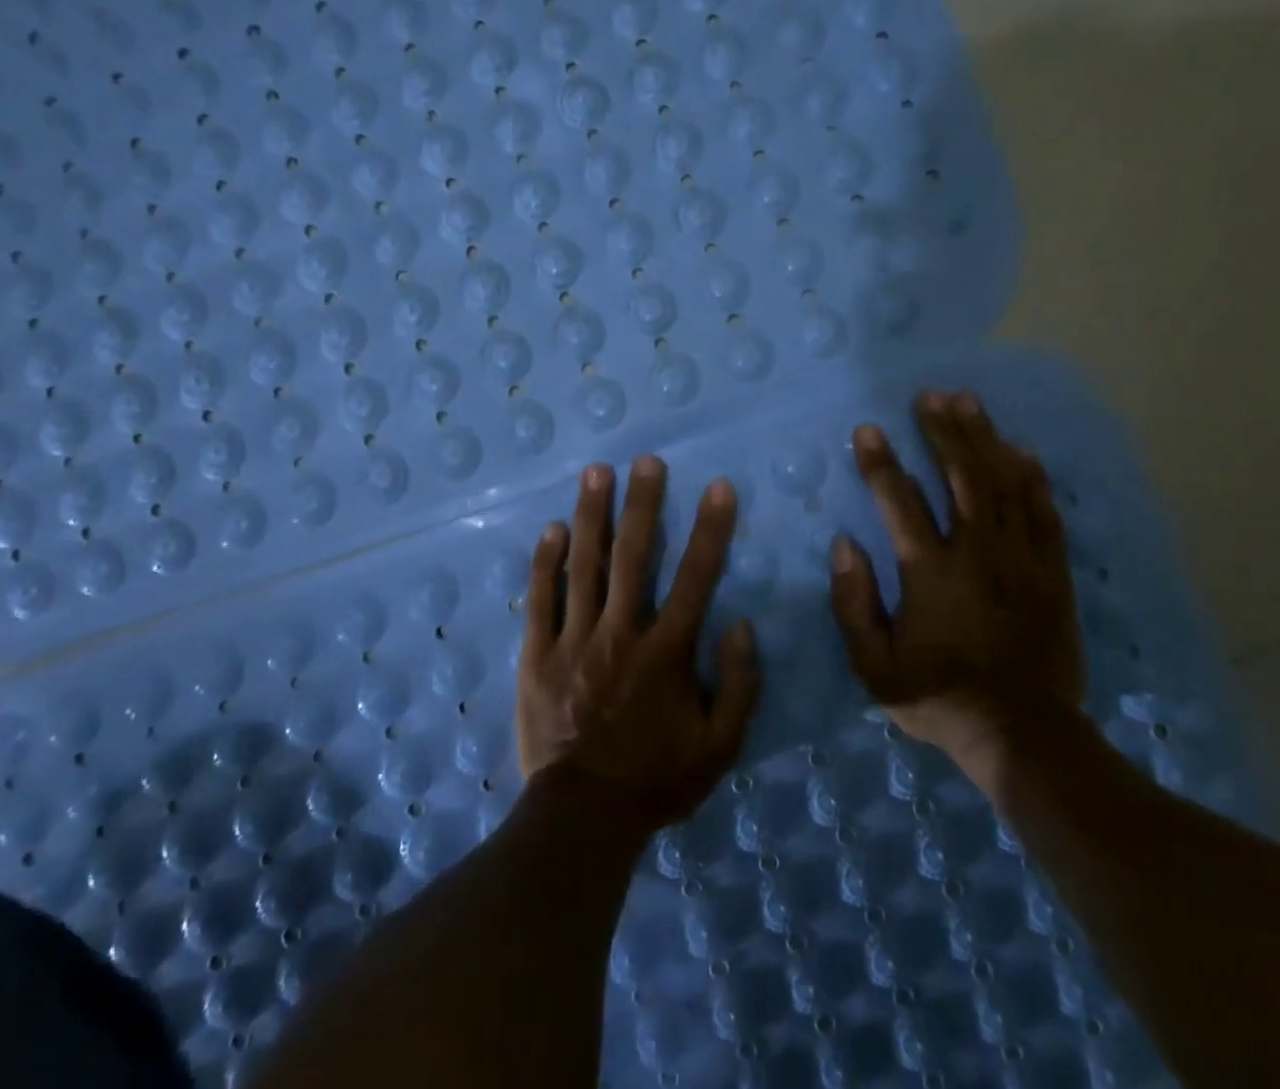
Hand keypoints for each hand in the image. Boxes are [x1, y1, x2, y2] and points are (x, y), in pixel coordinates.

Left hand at [516, 457, 761, 838]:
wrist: (582, 819)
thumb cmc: (656, 780)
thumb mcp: (719, 748)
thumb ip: (739, 686)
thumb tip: (742, 624)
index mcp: (665, 653)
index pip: (695, 578)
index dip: (709, 529)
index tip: (717, 487)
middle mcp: (620, 634)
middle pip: (633, 557)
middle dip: (642, 505)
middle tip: (646, 460)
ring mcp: (573, 641)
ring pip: (584, 567)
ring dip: (591, 515)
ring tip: (596, 471)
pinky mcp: (537, 654)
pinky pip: (541, 599)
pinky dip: (546, 562)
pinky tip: (552, 528)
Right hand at [828, 389, 1085, 785]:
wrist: (1024, 735)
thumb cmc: (938, 697)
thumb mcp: (874, 665)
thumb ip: (853, 603)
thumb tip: (843, 544)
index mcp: (931, 574)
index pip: (901, 503)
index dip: (881, 463)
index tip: (867, 429)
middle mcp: (979, 555)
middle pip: (962, 478)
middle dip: (944, 432)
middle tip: (931, 396)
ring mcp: (1022, 561)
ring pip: (1005, 485)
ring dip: (985, 439)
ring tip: (970, 403)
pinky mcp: (1053, 574)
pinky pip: (1045, 513)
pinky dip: (1033, 478)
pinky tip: (1022, 451)